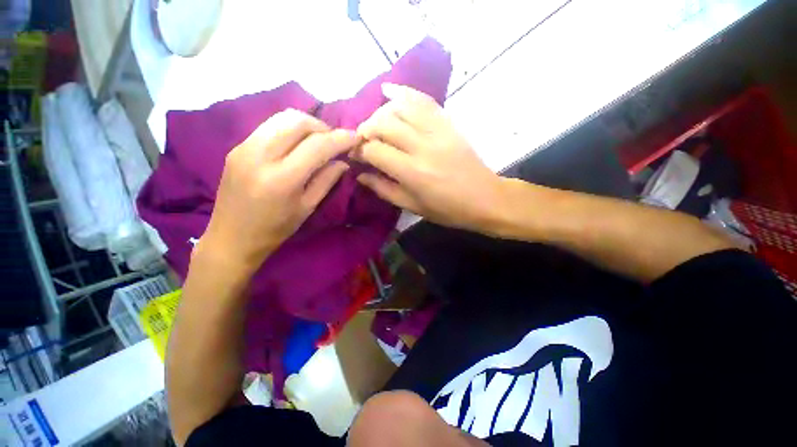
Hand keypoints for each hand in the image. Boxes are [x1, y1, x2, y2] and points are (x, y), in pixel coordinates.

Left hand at [199, 109, 357, 272]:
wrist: (231, 237)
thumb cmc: (275, 229)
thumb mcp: (307, 207)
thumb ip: (327, 180)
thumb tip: (343, 161)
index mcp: (283, 179)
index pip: (317, 146)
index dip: (340, 138)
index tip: (354, 137)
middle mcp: (261, 156)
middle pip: (297, 121)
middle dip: (322, 126)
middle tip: (334, 140)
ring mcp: (245, 148)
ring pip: (281, 118)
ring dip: (306, 124)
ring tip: (318, 139)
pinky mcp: (237, 147)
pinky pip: (269, 126)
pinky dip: (289, 129)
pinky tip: (297, 143)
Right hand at [355, 84, 508, 232]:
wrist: (485, 198)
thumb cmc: (447, 209)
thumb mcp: (412, 206)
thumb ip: (384, 189)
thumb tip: (361, 175)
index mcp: (412, 172)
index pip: (374, 150)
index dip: (359, 151)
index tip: (355, 155)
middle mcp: (422, 146)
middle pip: (383, 124)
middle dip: (365, 130)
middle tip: (362, 141)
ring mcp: (437, 131)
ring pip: (400, 108)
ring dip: (381, 113)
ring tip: (375, 124)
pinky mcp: (448, 124)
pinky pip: (424, 100)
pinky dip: (404, 92)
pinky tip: (389, 91)